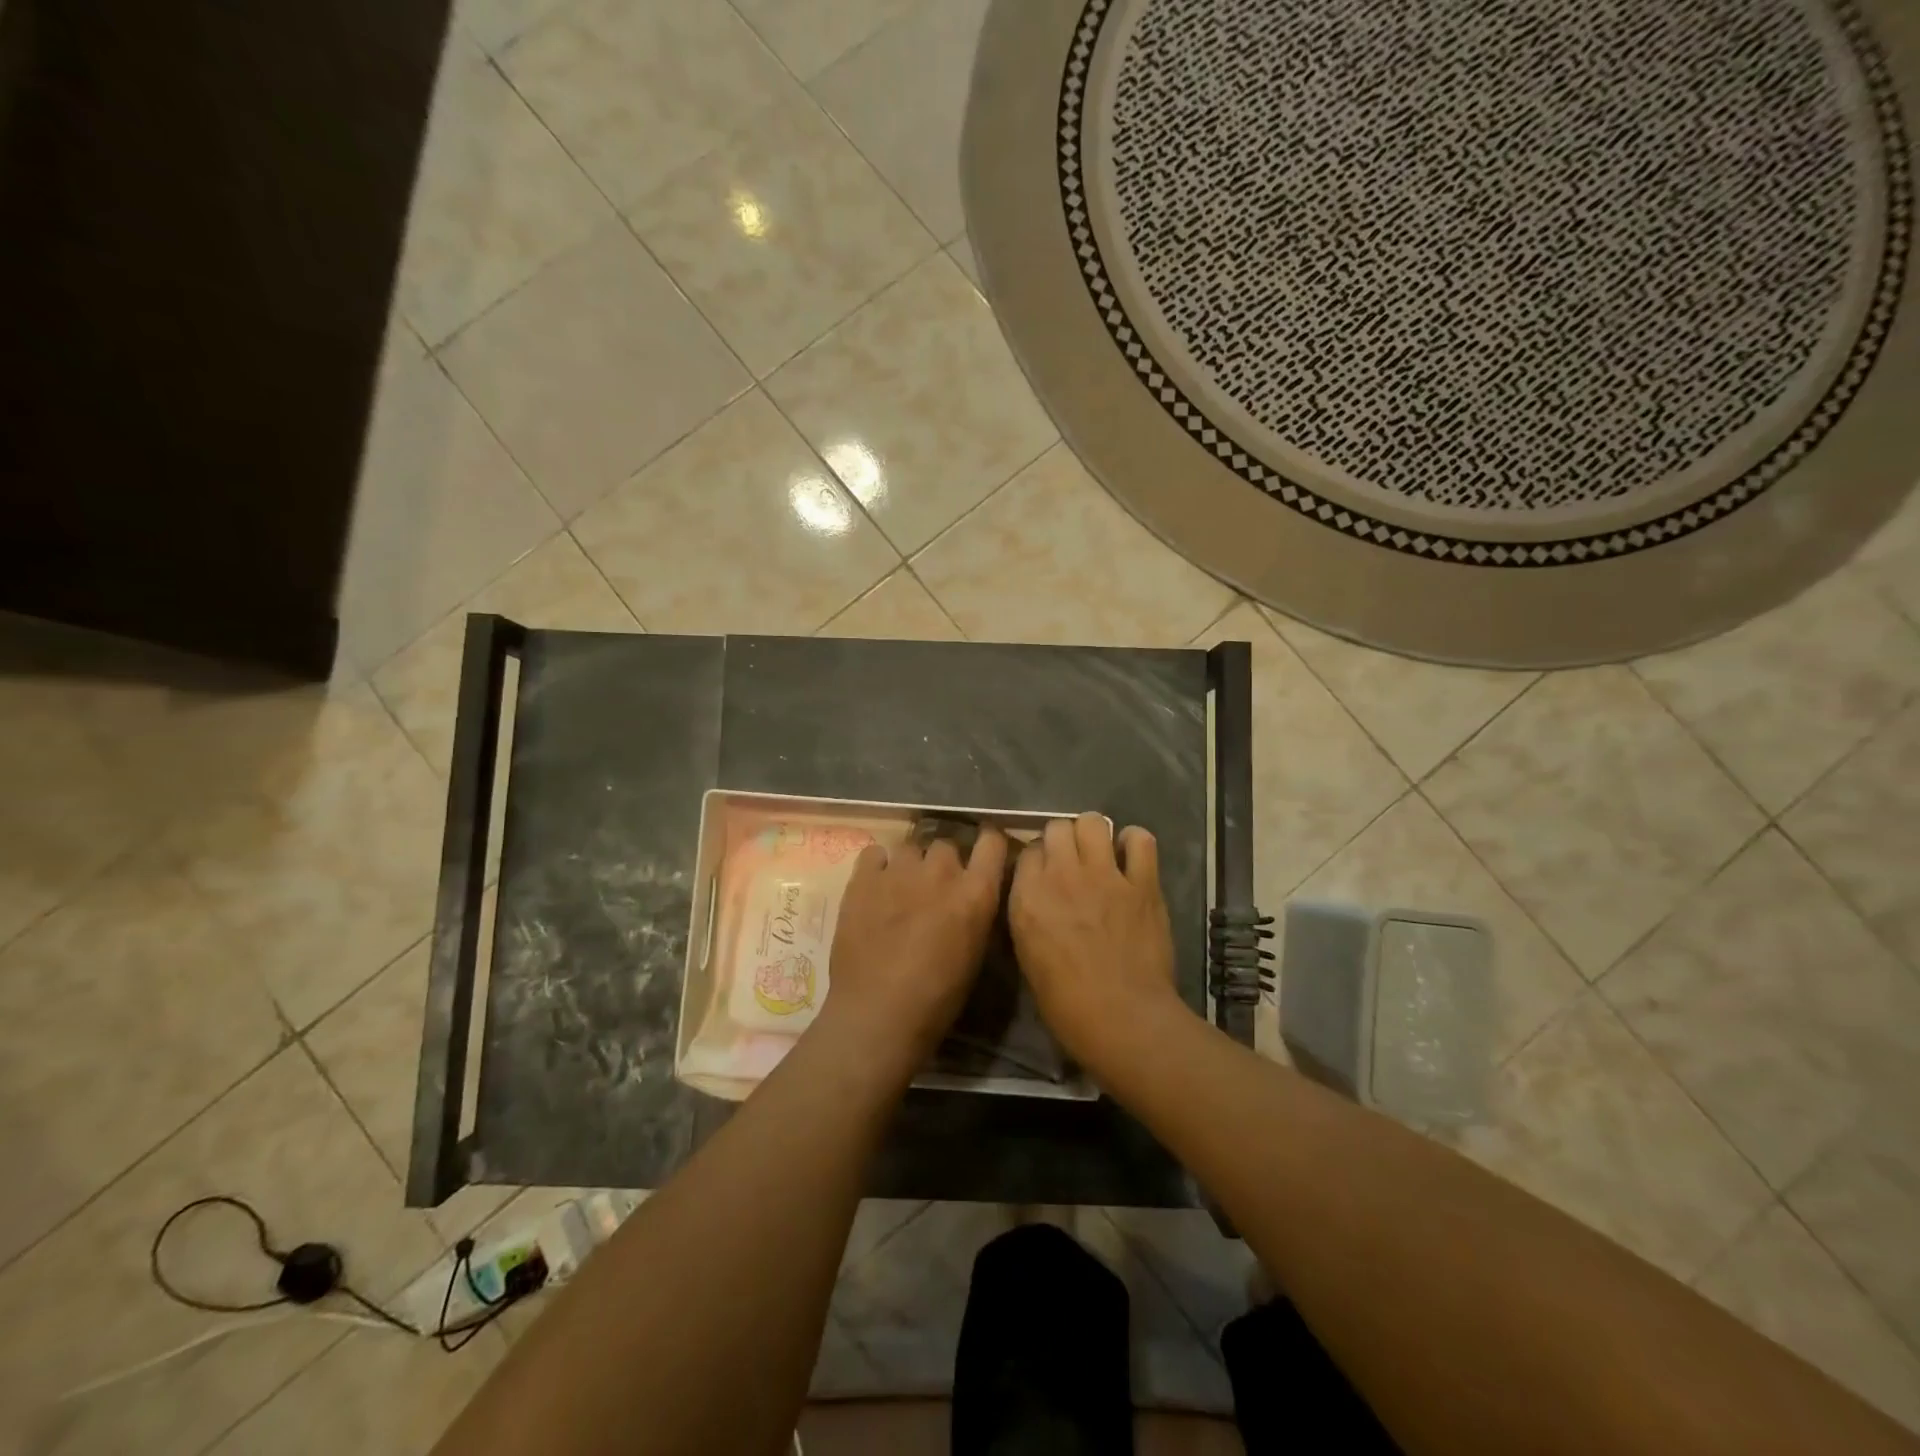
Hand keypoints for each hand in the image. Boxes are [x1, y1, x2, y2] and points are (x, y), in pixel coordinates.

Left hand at [820, 828, 1009, 1077]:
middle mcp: (941, 871)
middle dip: (942, 864)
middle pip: (946, 845)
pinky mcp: (863, 879)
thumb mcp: (974, 953)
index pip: (992, 843)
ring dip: (910, 865)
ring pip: (911, 848)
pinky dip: (878, 866)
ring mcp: (900, 871)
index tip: (981, 855)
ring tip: (900, 891)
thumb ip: (975, 912)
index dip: (987, 845)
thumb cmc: (937, 998)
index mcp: (976, 893)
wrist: (878, 1014)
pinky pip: (875, 854)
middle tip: (933, 890)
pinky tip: (874, 888)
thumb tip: (970, 897)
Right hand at [1008, 814, 1183, 1072]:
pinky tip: (1132, 856)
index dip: (1038, 859)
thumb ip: (1030, 914)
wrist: (1122, 1018)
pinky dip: (1134, 842)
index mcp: (1028, 896)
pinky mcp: (1142, 883)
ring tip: (1099, 853)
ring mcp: (1104, 875)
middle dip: (1062, 840)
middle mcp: (1062, 875)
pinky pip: (1141, 840)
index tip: (1045, 874)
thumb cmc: (1066, 1003)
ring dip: (1093, 833)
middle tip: (1072, 862)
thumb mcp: (1028, 954)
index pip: (1027, 850)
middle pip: (1057, 827)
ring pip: (1093, 822)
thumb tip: (1039, 895)